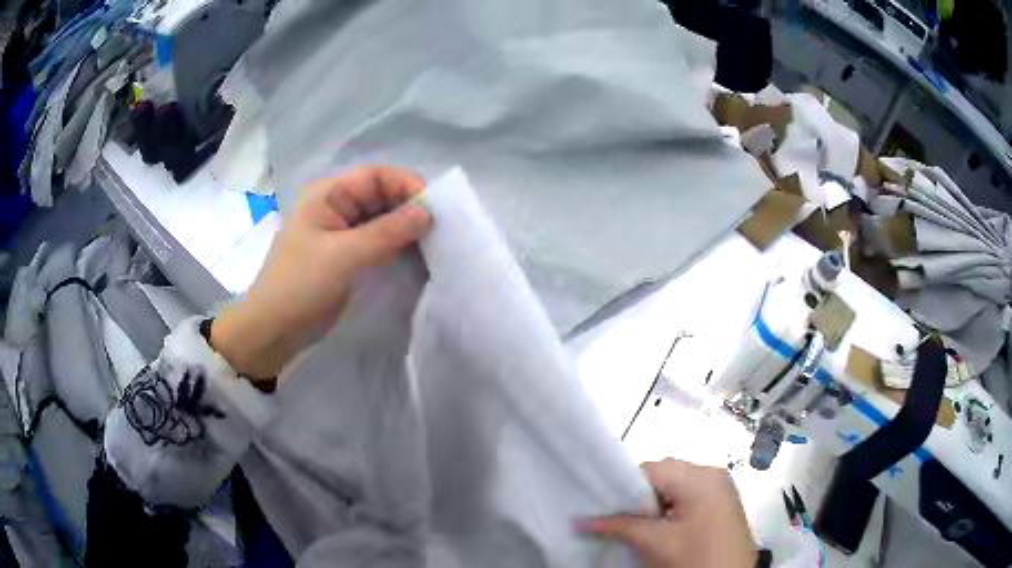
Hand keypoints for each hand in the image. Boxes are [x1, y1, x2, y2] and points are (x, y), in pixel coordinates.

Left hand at [211, 166, 431, 380]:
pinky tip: (417, 254)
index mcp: (329, 194)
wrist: (275, 329)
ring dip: (406, 228)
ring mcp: (343, 232)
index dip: (406, 185)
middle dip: (410, 207)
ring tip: (434, 241)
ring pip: (383, 220)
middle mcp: (337, 206)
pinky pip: (379, 242)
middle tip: (440, 227)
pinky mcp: (348, 256)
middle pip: (382, 196)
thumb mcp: (344, 255)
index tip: (436, 207)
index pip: (376, 176)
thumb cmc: (301, 284)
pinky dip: (398, 245)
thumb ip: (387, 232)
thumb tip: (428, 212)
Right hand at [579, 459, 755, 567]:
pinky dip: (670, 512)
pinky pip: (688, 499)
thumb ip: (619, 526)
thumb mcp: (655, 543)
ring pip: (674, 490)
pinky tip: (661, 532)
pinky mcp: (722, 505)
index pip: (649, 470)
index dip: (623, 490)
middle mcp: (713, 474)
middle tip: (620, 524)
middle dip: (639, 501)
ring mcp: (721, 489)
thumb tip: (579, 521)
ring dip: (653, 508)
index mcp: (701, 476)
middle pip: (662, 478)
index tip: (604, 510)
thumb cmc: (697, 559)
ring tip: (640, 531)